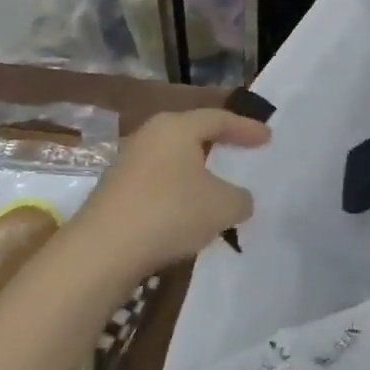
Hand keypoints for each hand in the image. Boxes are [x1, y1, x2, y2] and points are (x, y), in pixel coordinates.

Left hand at [78, 108, 270, 277]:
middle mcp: (150, 135)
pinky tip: (186, 212)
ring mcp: (127, 162)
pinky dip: (177, 192)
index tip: (268, 138)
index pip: (219, 119)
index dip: (247, 128)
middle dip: (218, 143)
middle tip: (241, 151)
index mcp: (177, 127)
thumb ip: (240, 199)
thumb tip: (238, 199)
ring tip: (216, 186)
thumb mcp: (223, 207)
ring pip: (173, 159)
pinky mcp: (114, 190)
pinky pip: (157, 182)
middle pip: (192, 133)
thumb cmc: (170, 213)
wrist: (101, 251)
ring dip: (196, 171)